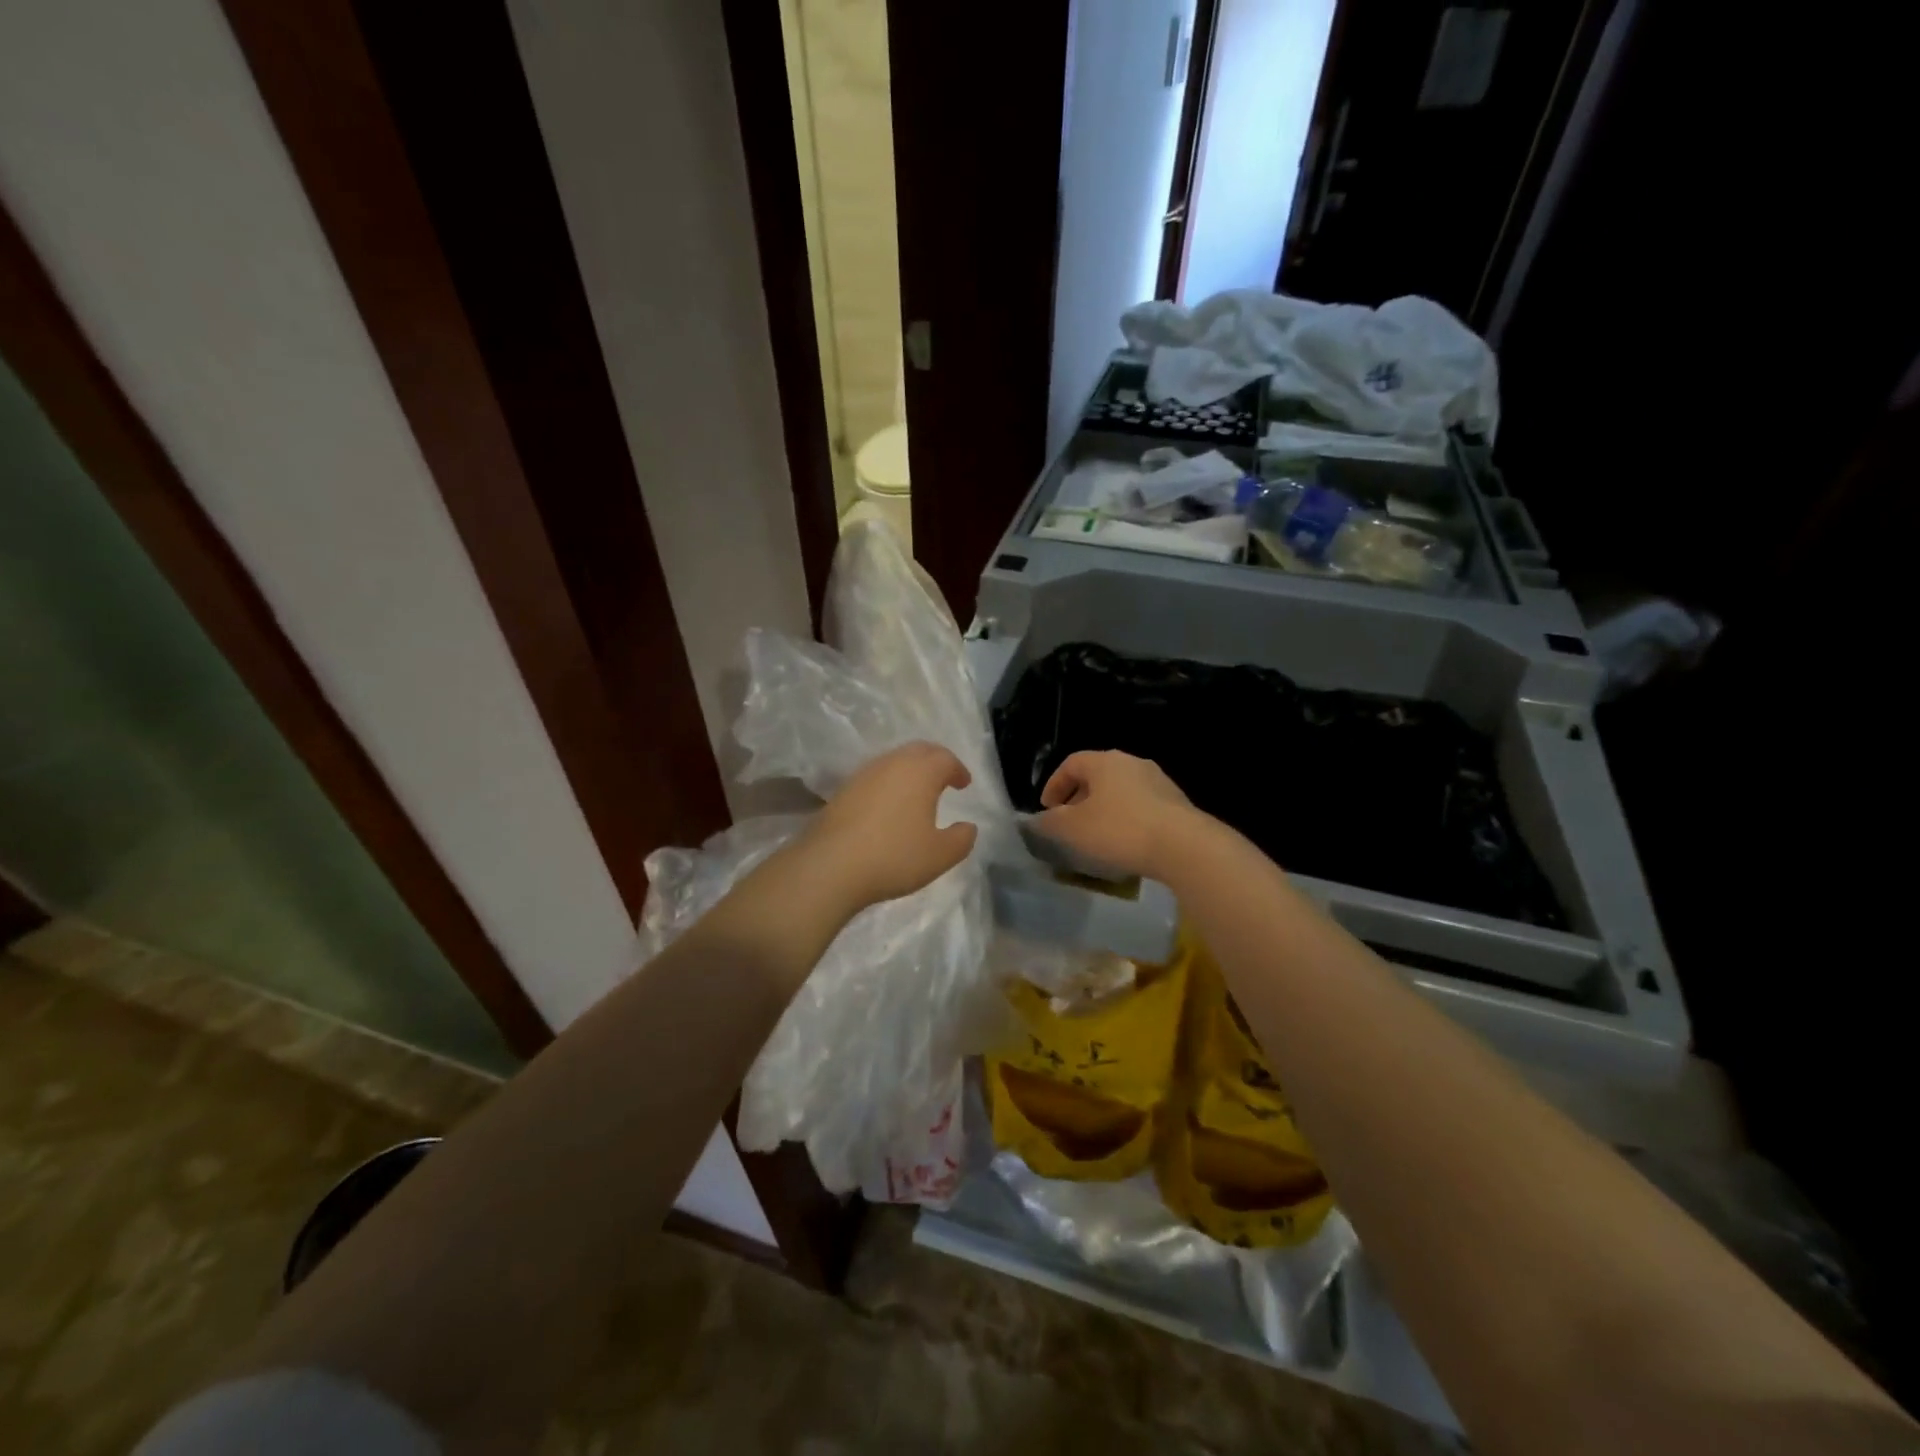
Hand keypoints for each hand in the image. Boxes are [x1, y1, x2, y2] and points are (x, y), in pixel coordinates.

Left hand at [803, 741, 977, 909]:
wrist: (830, 866)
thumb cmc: (894, 856)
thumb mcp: (940, 855)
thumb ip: (961, 839)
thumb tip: (968, 827)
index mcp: (920, 772)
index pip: (945, 758)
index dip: (958, 769)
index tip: (963, 783)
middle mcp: (892, 764)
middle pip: (918, 751)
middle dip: (934, 761)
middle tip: (944, 778)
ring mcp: (863, 775)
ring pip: (893, 761)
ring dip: (909, 771)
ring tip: (917, 793)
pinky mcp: (842, 790)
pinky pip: (874, 777)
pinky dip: (888, 784)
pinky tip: (888, 807)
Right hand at [1033, 750, 1200, 881]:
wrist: (1183, 846)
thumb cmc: (1120, 830)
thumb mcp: (1073, 829)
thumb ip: (1049, 823)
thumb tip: (1037, 821)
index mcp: (1104, 762)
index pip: (1071, 764)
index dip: (1054, 785)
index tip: (1047, 810)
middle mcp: (1132, 763)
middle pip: (1097, 776)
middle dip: (1079, 799)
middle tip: (1070, 824)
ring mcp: (1158, 781)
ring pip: (1120, 791)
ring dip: (1104, 810)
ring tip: (1097, 836)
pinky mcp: (1176, 803)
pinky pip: (1141, 807)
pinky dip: (1127, 819)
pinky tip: (1125, 844)